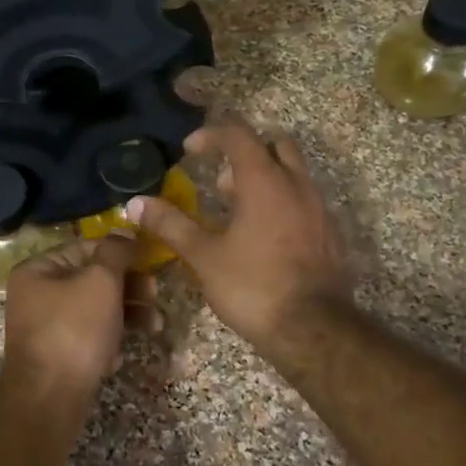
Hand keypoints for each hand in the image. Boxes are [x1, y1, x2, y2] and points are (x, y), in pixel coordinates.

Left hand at [2, 235, 149, 413]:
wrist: (49, 399)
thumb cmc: (74, 330)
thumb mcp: (100, 281)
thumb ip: (115, 252)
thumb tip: (124, 230)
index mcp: (38, 269)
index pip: (85, 247)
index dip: (119, 252)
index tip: (150, 261)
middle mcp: (36, 295)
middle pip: (91, 279)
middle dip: (128, 287)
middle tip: (155, 295)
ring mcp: (45, 328)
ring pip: (95, 310)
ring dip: (127, 314)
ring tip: (154, 326)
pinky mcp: (58, 356)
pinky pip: (89, 338)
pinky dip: (109, 341)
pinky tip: (120, 356)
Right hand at [128, 118, 352, 349]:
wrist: (313, 330)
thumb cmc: (253, 286)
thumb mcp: (204, 256)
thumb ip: (171, 224)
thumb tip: (135, 203)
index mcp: (265, 182)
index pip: (239, 136)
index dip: (211, 135)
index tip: (189, 150)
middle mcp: (297, 186)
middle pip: (275, 145)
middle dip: (245, 152)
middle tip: (219, 179)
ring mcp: (319, 209)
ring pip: (293, 173)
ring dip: (264, 178)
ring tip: (235, 210)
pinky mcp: (330, 234)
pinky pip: (304, 201)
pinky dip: (281, 203)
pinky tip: (262, 236)